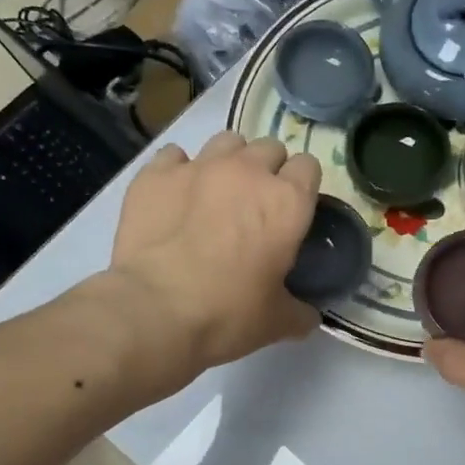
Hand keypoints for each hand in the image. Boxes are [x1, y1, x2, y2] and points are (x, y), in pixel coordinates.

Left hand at [109, 130, 321, 371]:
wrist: (155, 311)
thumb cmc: (228, 314)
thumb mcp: (277, 322)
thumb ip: (299, 312)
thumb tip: (307, 315)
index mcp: (287, 203)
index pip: (309, 166)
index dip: (303, 186)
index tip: (293, 210)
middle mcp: (248, 172)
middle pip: (269, 147)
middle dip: (268, 169)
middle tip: (256, 205)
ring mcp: (199, 166)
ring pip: (226, 141)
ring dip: (229, 161)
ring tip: (217, 192)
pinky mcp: (155, 174)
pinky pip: (175, 155)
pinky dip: (179, 170)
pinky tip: (175, 196)